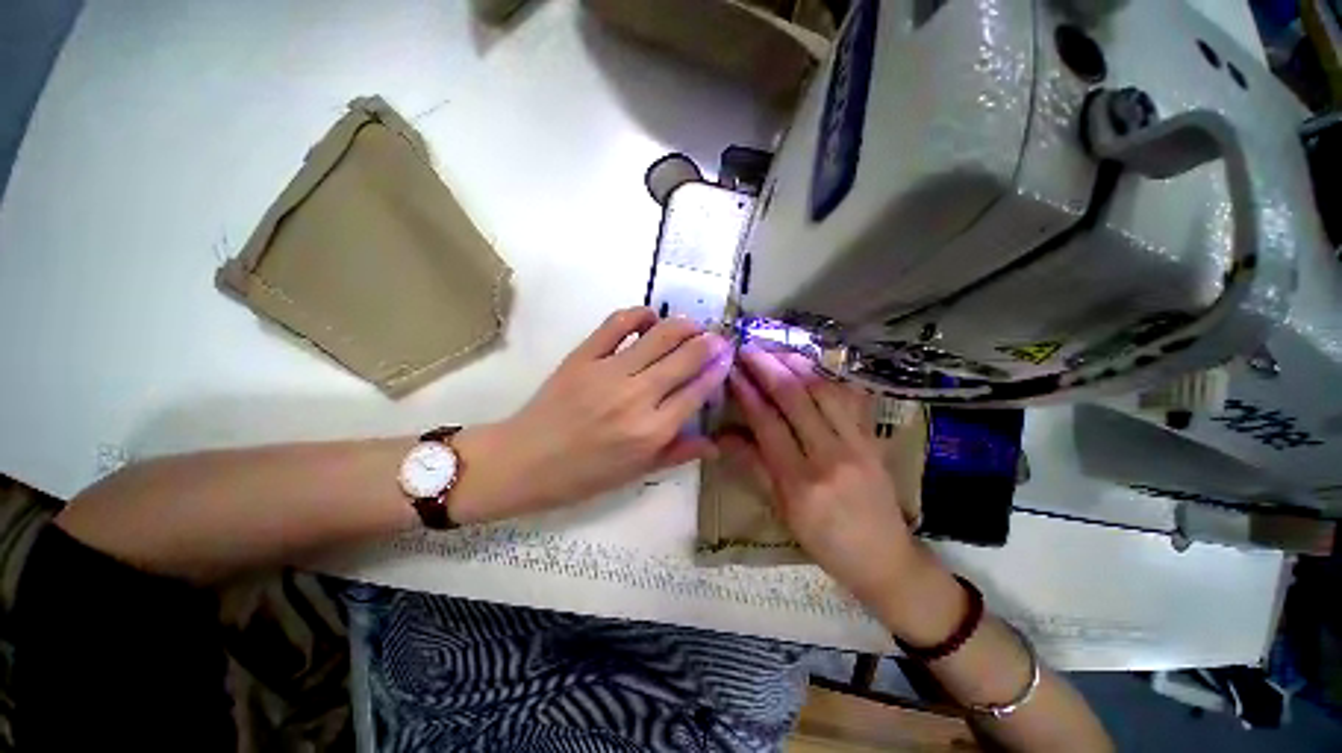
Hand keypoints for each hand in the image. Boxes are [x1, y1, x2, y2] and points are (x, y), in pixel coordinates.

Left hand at [453, 307, 731, 522]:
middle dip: (709, 342)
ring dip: (684, 325)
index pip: (698, 390)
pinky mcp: (584, 356)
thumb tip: (716, 443)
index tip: (728, 357)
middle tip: (717, 337)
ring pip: (659, 335)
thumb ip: (678, 454)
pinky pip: (617, 324)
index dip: (718, 368)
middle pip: (686, 357)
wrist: (524, 461)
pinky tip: (650, 318)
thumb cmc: (583, 476)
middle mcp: (637, 397)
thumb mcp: (636, 473)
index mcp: (652, 431)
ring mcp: (608, 372)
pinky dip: (640, 314)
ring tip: (692, 326)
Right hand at [721, 344, 941, 612]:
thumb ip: (752, 467)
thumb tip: (722, 436)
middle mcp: (830, 456)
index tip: (734, 370)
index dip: (748, 393)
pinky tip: (811, 365)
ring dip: (797, 365)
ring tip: (775, 350)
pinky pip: (850, 398)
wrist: (885, 558)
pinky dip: (828, 376)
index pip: (768, 424)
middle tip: (749, 349)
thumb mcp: (781, 511)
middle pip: (797, 399)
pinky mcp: (874, 438)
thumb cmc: (824, 541)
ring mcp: (858, 444)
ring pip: (825, 391)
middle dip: (769, 368)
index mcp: (800, 482)